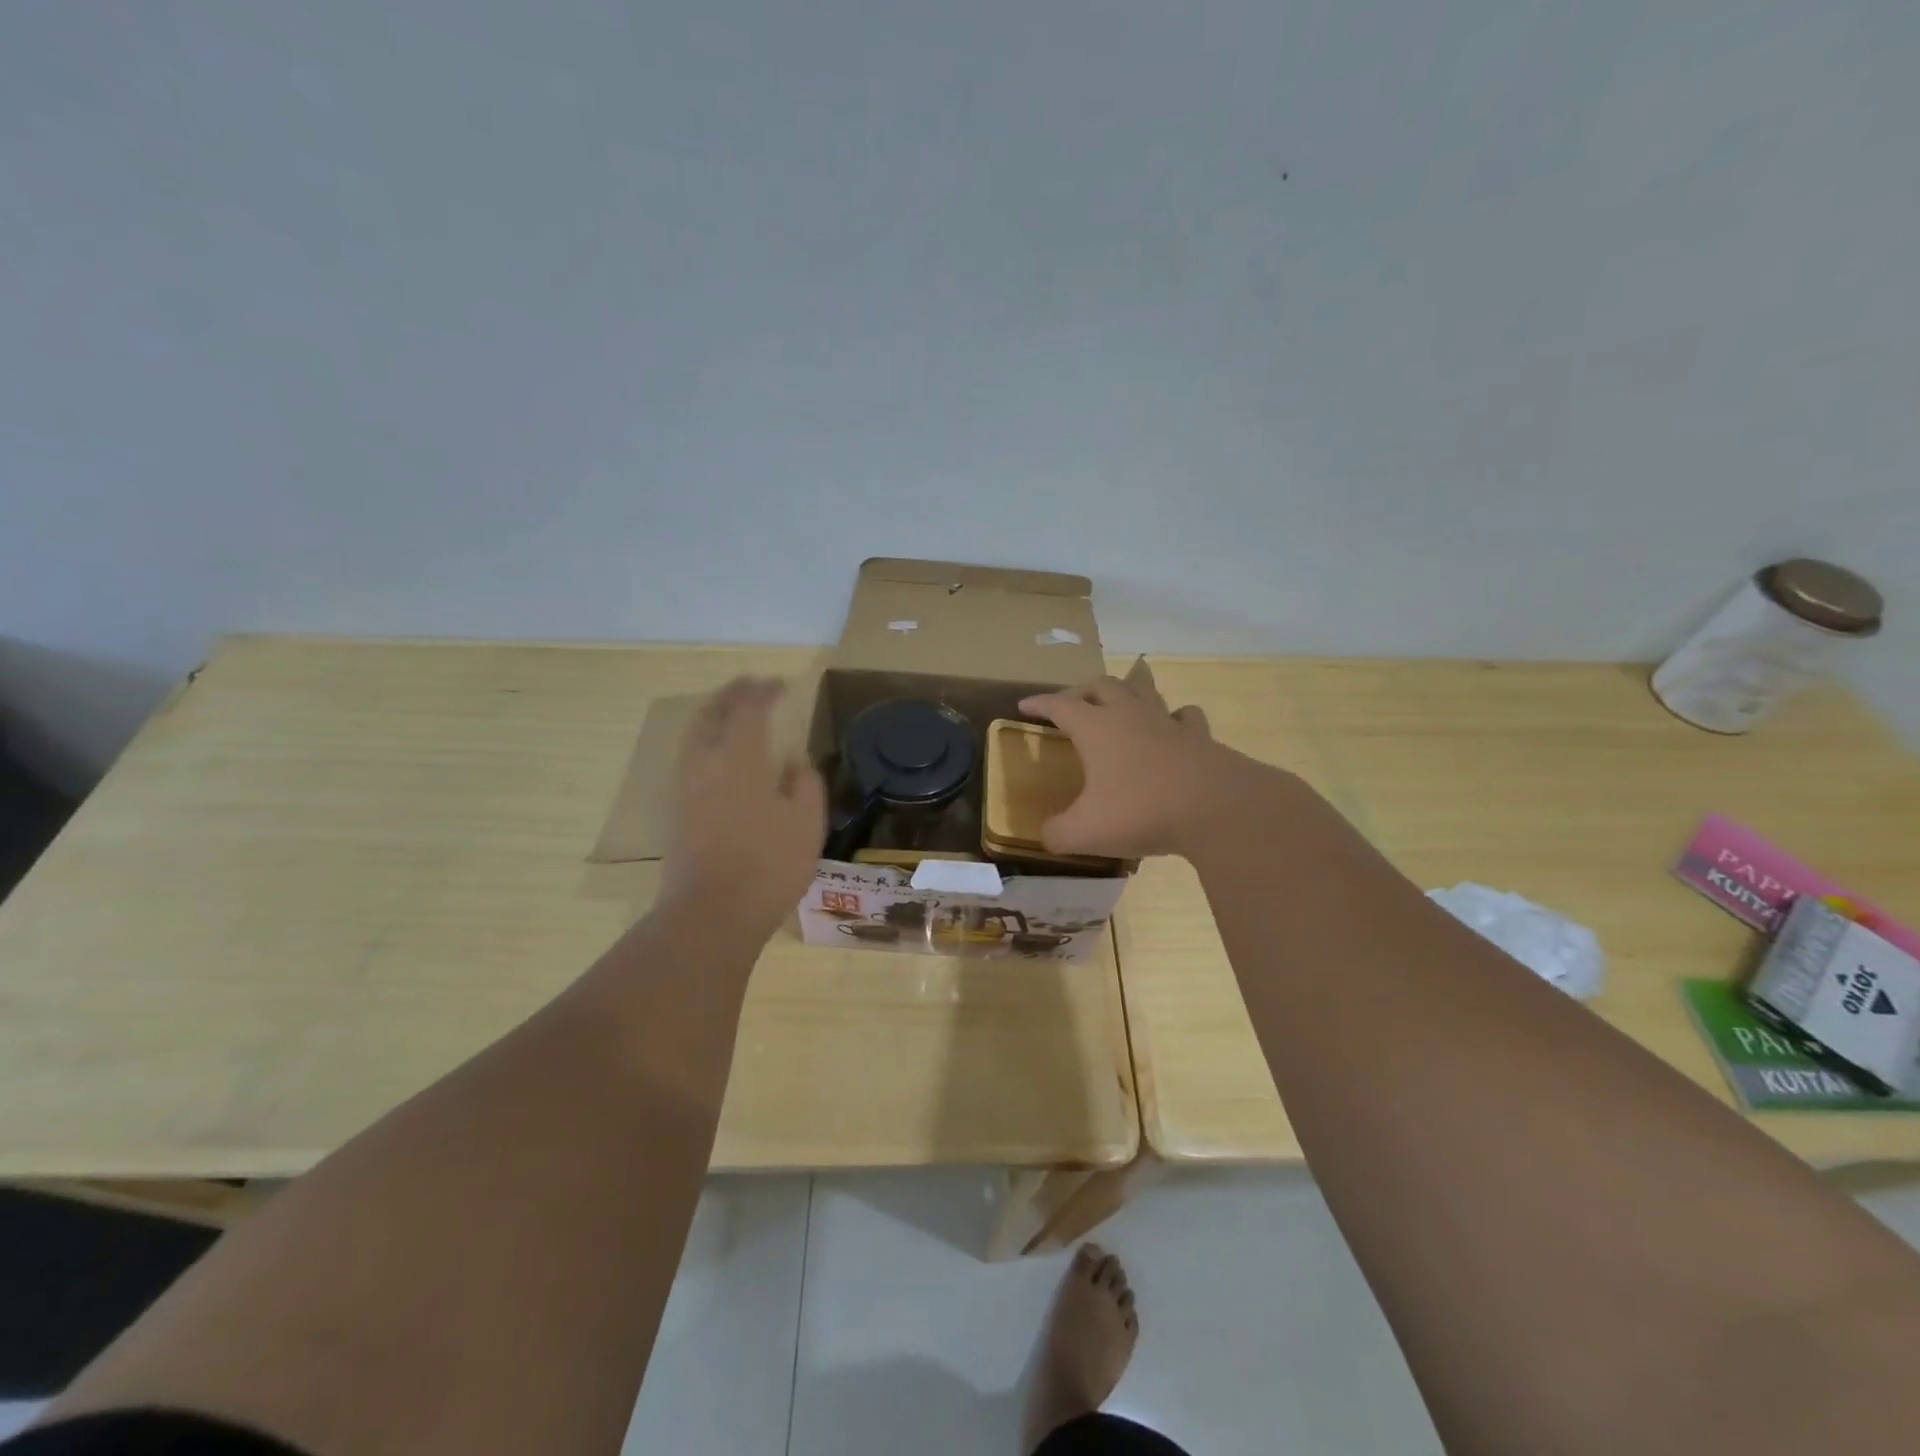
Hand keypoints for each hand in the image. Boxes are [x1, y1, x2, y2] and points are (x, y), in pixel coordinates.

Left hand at [658, 677, 825, 940]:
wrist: (712, 912)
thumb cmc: (769, 864)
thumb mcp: (806, 822)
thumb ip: (804, 784)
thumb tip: (794, 763)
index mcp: (740, 757)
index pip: (748, 709)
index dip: (763, 692)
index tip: (779, 685)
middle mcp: (706, 763)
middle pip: (711, 714)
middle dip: (731, 695)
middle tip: (749, 687)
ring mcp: (685, 788)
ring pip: (693, 736)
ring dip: (712, 716)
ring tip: (730, 713)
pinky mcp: (677, 812)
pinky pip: (689, 759)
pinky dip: (704, 742)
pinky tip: (717, 756)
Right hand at [1019, 660, 1255, 858]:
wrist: (1216, 809)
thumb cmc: (1141, 812)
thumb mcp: (1084, 832)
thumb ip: (1057, 833)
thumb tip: (1048, 835)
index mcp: (1096, 728)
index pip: (1059, 705)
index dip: (1039, 703)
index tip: (1024, 704)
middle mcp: (1129, 715)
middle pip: (1102, 686)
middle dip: (1082, 691)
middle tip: (1071, 704)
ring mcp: (1168, 723)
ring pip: (1144, 690)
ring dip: (1128, 690)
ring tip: (1120, 697)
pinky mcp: (1199, 738)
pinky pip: (1184, 716)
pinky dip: (1173, 717)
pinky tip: (1172, 727)